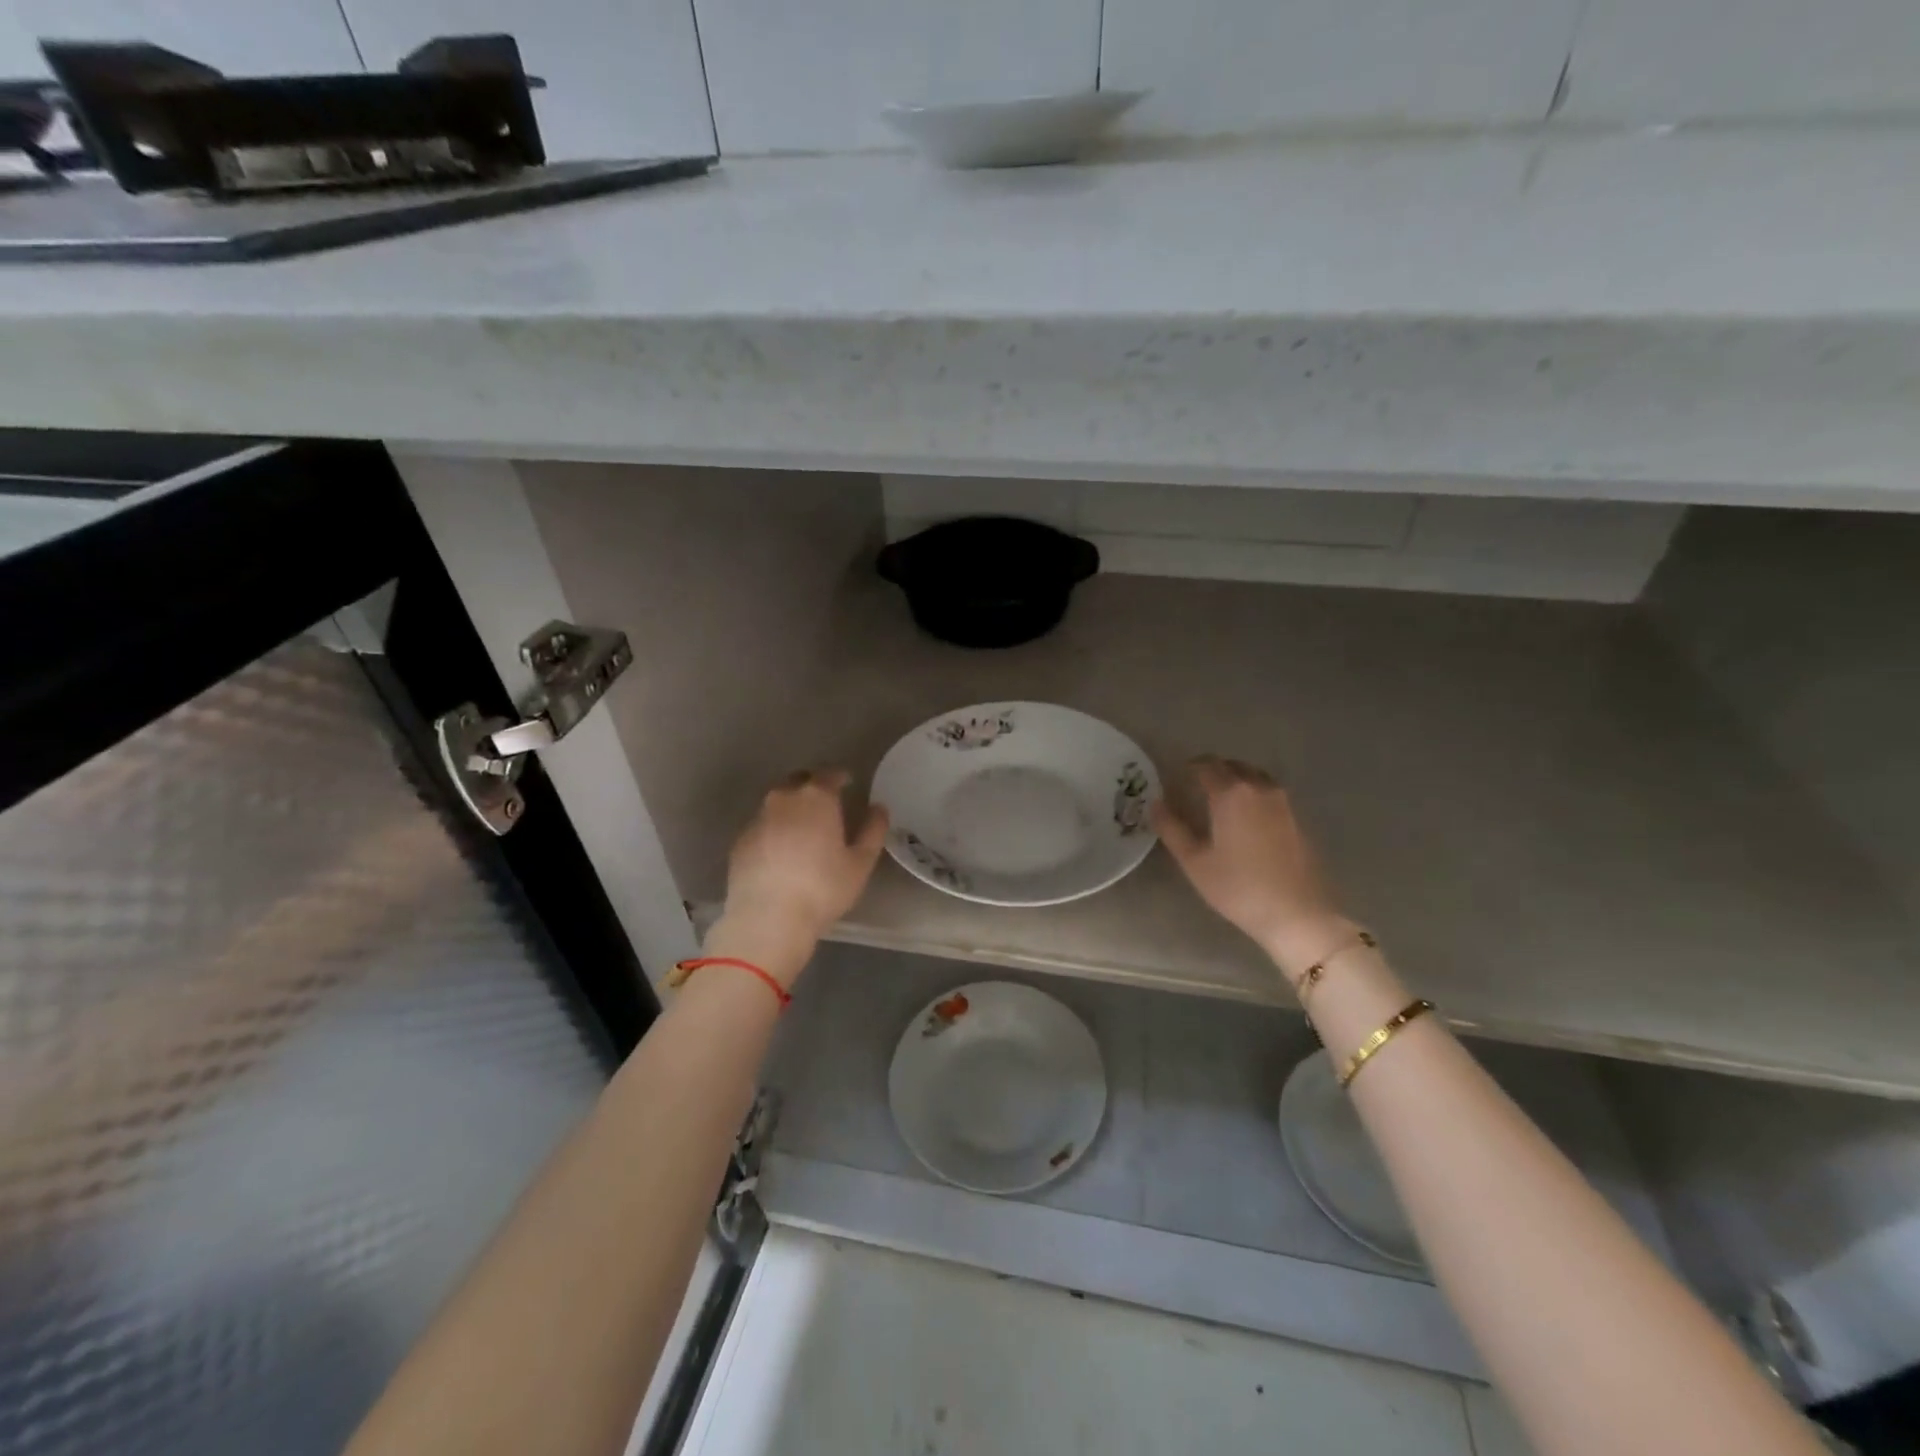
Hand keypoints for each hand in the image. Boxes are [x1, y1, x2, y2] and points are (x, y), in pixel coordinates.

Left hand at [713, 769, 888, 984]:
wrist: (767, 919)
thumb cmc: (822, 888)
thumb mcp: (860, 863)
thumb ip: (873, 830)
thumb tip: (879, 809)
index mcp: (816, 798)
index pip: (829, 774)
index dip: (840, 777)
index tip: (847, 783)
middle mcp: (783, 799)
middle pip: (798, 781)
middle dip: (812, 786)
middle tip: (825, 803)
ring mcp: (757, 819)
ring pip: (777, 803)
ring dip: (791, 808)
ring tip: (802, 829)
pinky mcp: (740, 841)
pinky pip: (762, 825)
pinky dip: (773, 830)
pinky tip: (780, 852)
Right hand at [1151, 756, 1353, 972]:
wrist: (1297, 914)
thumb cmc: (1238, 888)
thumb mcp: (1195, 861)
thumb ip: (1172, 828)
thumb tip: (1155, 804)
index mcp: (1231, 794)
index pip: (1207, 766)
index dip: (1189, 767)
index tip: (1177, 776)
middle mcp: (1259, 788)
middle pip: (1233, 766)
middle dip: (1213, 770)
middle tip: (1196, 786)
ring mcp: (1283, 803)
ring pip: (1255, 777)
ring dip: (1236, 779)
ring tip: (1220, 799)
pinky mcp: (1297, 819)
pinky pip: (1269, 793)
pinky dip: (1253, 794)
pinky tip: (1245, 817)